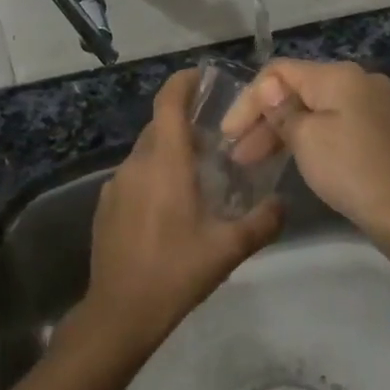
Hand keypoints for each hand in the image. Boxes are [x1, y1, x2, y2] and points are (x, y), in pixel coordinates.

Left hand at [84, 69, 283, 346]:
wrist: (120, 312)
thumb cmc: (176, 272)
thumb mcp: (228, 249)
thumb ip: (262, 222)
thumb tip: (283, 204)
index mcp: (165, 163)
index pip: (167, 103)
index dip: (182, 83)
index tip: (201, 77)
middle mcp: (136, 164)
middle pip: (158, 126)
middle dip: (184, 122)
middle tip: (216, 136)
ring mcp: (116, 185)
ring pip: (146, 152)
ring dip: (169, 152)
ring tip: (198, 172)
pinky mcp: (106, 205)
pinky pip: (134, 176)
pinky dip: (153, 175)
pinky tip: (171, 204)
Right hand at [220, 59, 389, 243]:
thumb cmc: (350, 170)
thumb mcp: (306, 139)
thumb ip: (280, 109)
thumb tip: (267, 87)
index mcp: (339, 74)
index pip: (279, 72)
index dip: (249, 99)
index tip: (228, 133)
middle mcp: (358, 80)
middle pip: (297, 89)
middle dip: (263, 119)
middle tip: (237, 153)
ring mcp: (371, 104)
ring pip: (313, 108)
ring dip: (281, 130)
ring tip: (252, 160)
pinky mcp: (377, 129)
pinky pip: (331, 123)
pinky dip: (306, 137)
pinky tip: (286, 157)